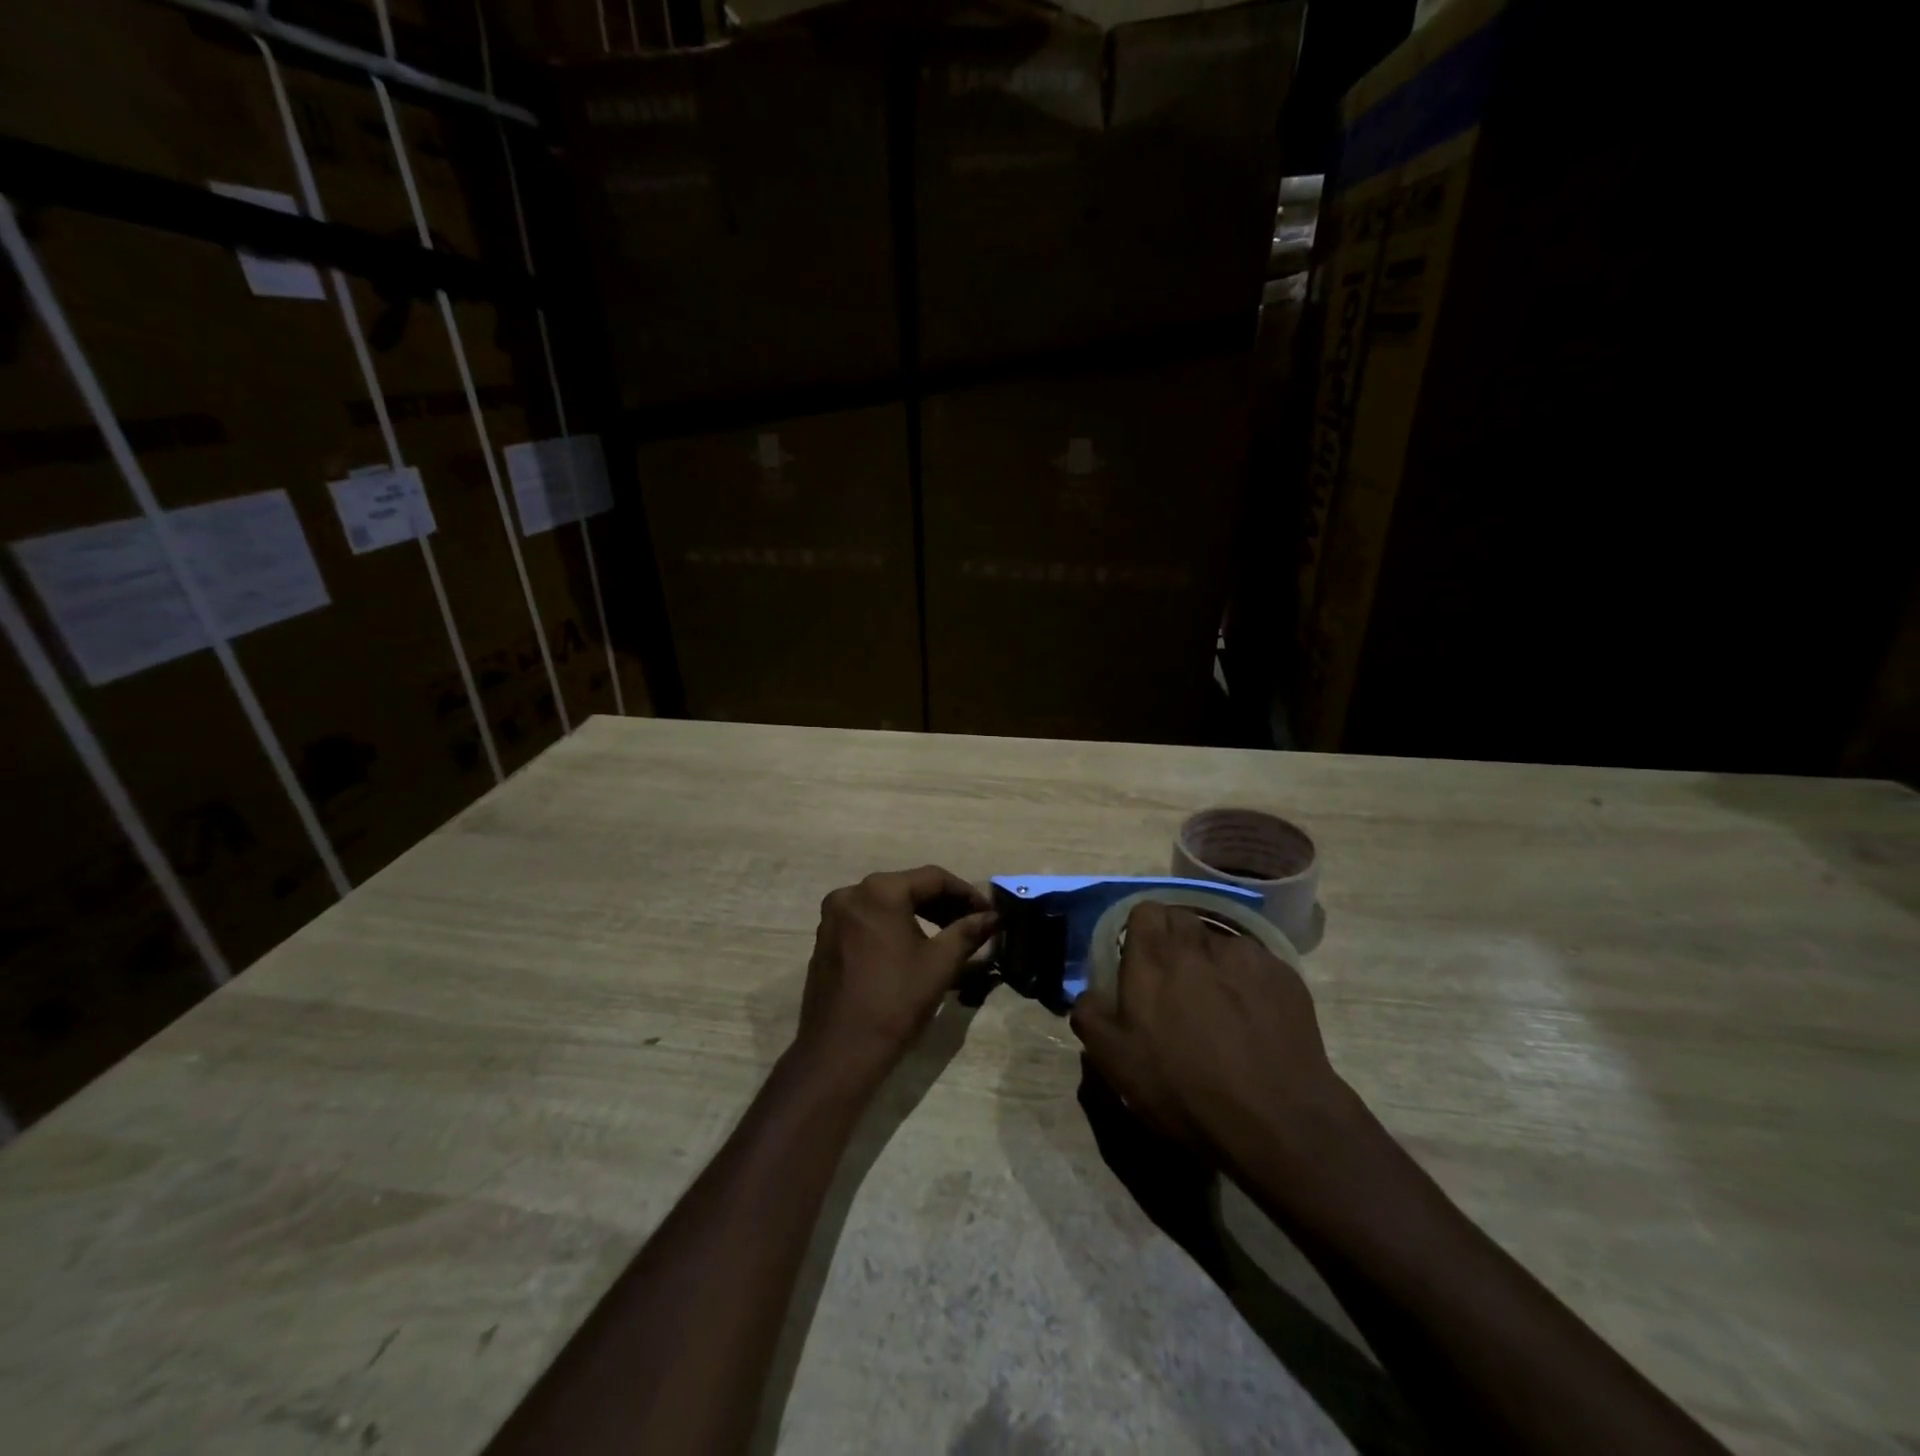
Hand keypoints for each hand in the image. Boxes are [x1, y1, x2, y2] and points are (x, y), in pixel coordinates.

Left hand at [795, 866, 998, 1087]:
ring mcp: (833, 917)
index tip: (989, 913)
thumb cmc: (895, 1002)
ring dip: (920, 915)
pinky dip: (894, 927)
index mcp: (880, 891)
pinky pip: (868, 921)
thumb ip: (968, 932)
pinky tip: (914, 948)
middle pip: (908, 888)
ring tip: (949, 936)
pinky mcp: (826, 939)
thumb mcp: (940, 964)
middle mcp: (851, 894)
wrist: (840, 1052)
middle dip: (944, 904)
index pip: (934, 878)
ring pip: (887, 904)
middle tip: (973, 924)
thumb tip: (993, 917)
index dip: (967, 893)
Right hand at [1068, 901, 1348, 1171]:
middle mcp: (1198, 942)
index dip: (1140, 931)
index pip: (1143, 910)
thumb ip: (1090, 1015)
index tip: (1139, 960)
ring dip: (1211, 961)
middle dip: (1174, 941)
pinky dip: (1248, 980)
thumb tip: (1089, 994)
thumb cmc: (1184, 1088)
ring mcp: (1246, 956)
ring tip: (1218, 1003)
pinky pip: (1256, 964)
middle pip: (1181, 919)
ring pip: (1219, 941)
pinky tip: (1253, 1018)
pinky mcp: (1284, 975)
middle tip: (1174, 982)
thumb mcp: (1115, 1061)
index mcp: (1153, 955)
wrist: (1276, 1120)